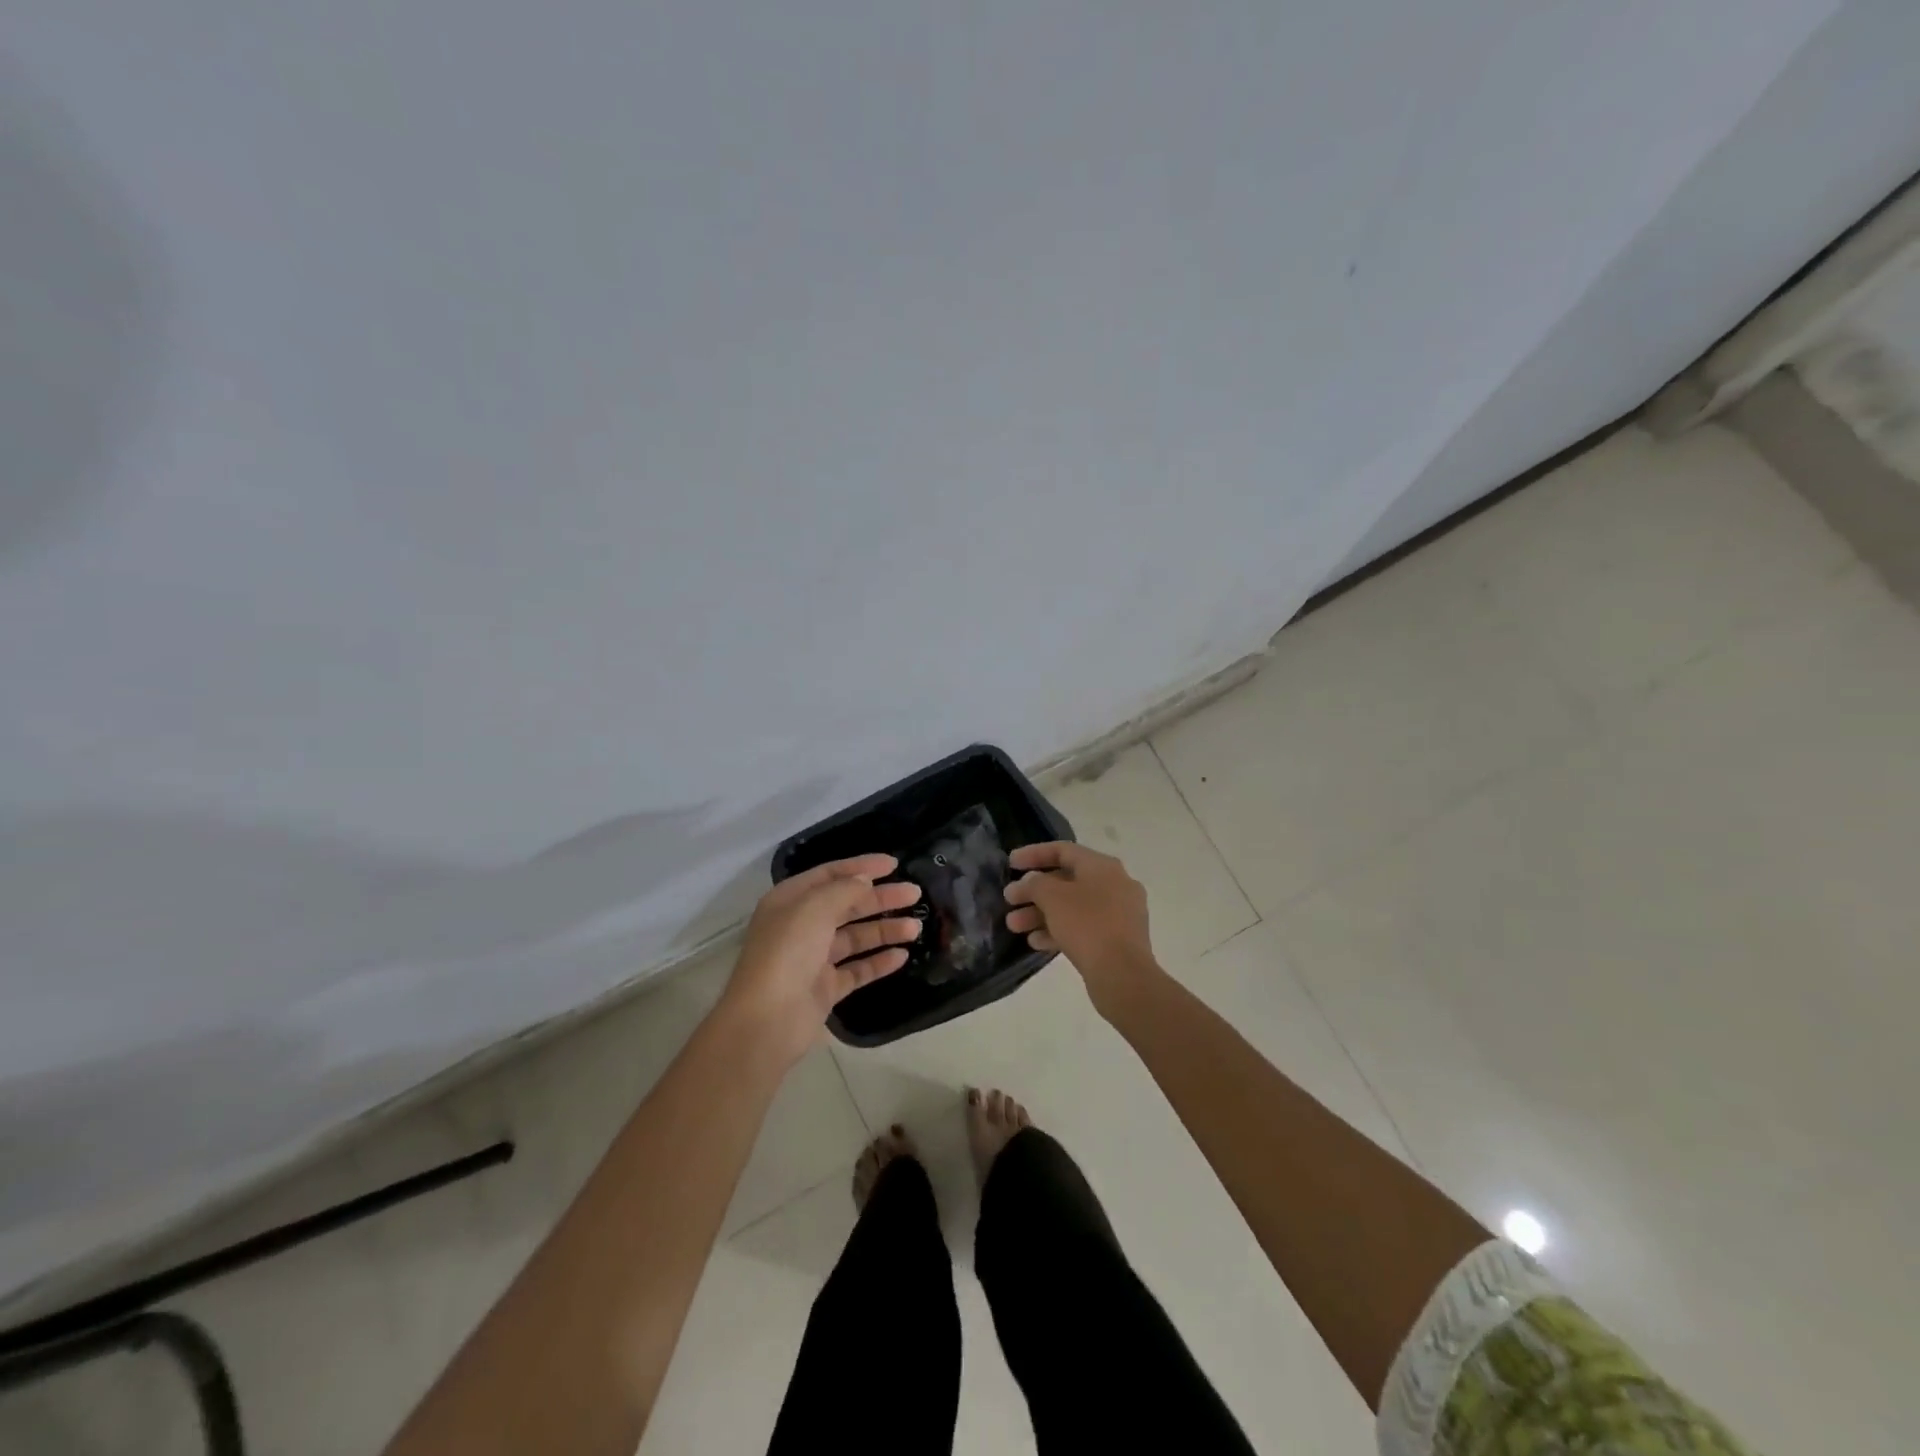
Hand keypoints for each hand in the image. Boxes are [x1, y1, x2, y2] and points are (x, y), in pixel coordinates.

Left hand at [719, 855, 922, 1066]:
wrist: (767, 1020)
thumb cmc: (787, 952)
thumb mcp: (814, 908)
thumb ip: (844, 889)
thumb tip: (864, 880)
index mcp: (790, 901)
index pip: (830, 875)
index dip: (862, 867)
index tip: (894, 864)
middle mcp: (801, 926)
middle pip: (847, 905)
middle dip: (880, 898)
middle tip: (914, 894)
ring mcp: (814, 959)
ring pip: (855, 937)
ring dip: (884, 930)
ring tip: (915, 928)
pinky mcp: (825, 989)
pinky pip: (857, 970)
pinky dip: (878, 962)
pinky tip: (902, 956)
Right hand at [1004, 842, 1160, 1013]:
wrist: (1123, 975)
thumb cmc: (1087, 925)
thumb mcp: (1052, 898)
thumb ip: (1035, 883)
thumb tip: (1031, 882)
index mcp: (1103, 866)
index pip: (1063, 850)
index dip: (1034, 854)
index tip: (1010, 863)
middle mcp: (1115, 884)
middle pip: (1066, 880)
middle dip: (1034, 891)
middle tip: (1009, 901)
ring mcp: (1119, 913)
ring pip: (1072, 907)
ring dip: (1041, 914)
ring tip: (1014, 926)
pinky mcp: (1118, 940)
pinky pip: (1083, 927)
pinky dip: (1059, 930)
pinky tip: (1036, 943)